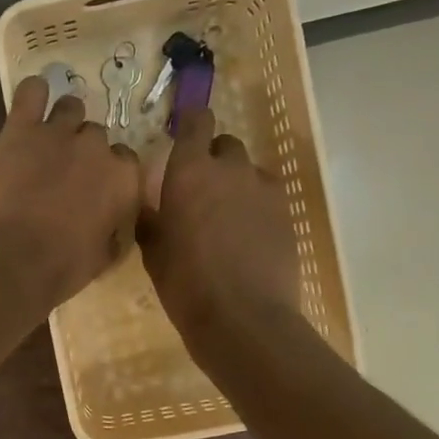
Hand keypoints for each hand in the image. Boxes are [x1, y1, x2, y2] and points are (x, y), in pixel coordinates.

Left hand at [0, 76, 142, 310]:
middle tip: (65, 174)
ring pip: (71, 108)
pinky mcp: (20, 129)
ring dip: (64, 122)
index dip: (109, 172)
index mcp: (124, 179)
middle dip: (84, 152)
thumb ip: (117, 229)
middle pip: (96, 136)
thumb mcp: (105, 257)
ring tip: (48, 142)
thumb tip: (117, 221)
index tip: (95, 187)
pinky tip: (32, 101)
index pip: (126, 160)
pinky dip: (34, 93)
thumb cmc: (63, 268)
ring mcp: (58, 133)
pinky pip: (31, 92)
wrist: (12, 262)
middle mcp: (97, 148)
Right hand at [138, 109, 299, 354]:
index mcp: (188, 172)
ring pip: (249, 171)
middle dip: (213, 160)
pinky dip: (257, 205)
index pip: (196, 122)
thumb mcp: (154, 253)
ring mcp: (263, 189)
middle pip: (225, 145)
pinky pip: (268, 195)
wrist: (242, 317)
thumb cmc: (186, 285)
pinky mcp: (287, 211)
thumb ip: (152, 220)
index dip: (192, 121)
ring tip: (228, 217)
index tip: (185, 132)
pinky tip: (250, 235)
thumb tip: (151, 207)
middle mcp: (229, 169)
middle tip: (201, 191)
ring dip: (237, 183)